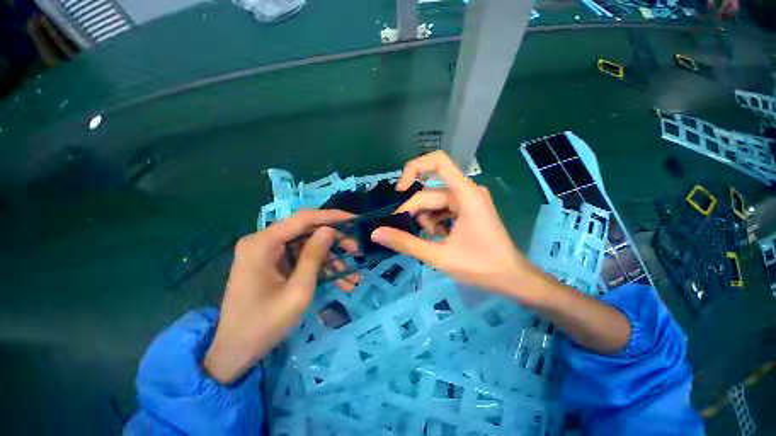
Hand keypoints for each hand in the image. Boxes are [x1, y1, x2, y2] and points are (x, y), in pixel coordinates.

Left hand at [203, 209, 353, 384]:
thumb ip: (314, 256)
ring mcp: (267, 253)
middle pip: (307, 232)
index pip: (303, 218)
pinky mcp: (273, 263)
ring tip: (352, 276)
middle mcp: (263, 241)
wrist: (235, 352)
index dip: (331, 216)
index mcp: (263, 243)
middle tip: (357, 250)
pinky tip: (339, 282)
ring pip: (308, 246)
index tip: (355, 219)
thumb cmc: (265, 324)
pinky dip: (319, 268)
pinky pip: (301, 258)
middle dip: (334, 242)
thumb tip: (330, 229)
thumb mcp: (298, 290)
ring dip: (330, 259)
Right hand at [370, 151, 541, 302]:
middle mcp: (467, 191)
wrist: (511, 278)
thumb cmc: (480, 267)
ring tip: (430, 240)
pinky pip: (442, 209)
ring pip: (434, 202)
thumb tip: (377, 233)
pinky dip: (434, 221)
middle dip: (415, 213)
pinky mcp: (467, 209)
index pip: (438, 161)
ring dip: (425, 220)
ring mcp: (468, 200)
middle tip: (406, 233)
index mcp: (465, 194)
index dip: (414, 168)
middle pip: (429, 193)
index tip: (399, 190)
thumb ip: (406, 243)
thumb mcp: (439, 256)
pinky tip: (437, 237)